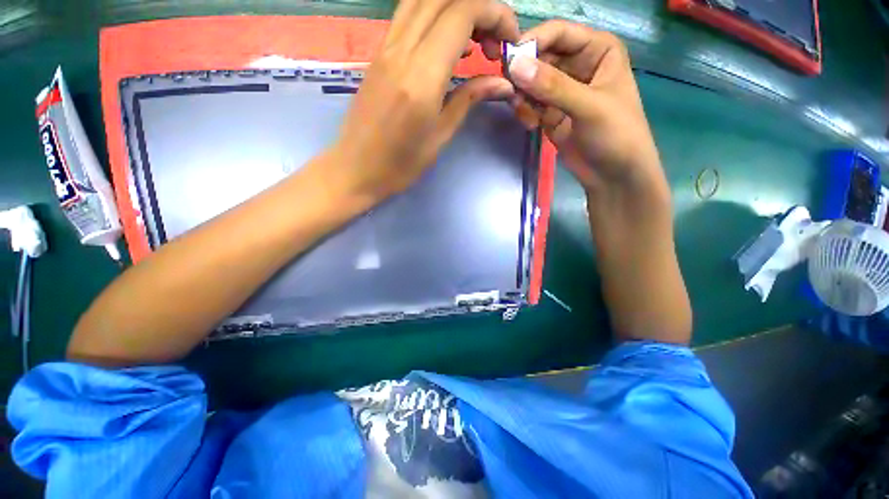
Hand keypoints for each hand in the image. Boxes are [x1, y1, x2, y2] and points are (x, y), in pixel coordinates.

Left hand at [329, 0, 519, 203]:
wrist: (356, 169)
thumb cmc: (400, 165)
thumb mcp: (440, 136)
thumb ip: (469, 100)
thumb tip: (502, 83)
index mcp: (422, 77)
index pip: (462, 13)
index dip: (495, 14)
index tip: (509, 41)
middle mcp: (401, 51)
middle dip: (480, 8)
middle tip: (494, 41)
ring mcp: (386, 49)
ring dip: (456, 9)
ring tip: (474, 42)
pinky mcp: (379, 54)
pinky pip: (408, 17)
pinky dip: (436, 18)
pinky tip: (449, 47)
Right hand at [508, 21, 667, 199]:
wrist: (614, 175)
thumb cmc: (616, 134)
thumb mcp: (588, 107)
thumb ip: (553, 86)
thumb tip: (515, 66)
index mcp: (598, 49)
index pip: (558, 33)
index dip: (532, 42)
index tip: (508, 60)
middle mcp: (578, 65)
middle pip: (540, 58)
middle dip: (524, 75)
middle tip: (511, 93)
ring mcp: (562, 91)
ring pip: (531, 83)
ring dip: (523, 97)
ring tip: (526, 116)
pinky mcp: (551, 113)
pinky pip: (530, 104)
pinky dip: (526, 112)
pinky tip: (530, 125)